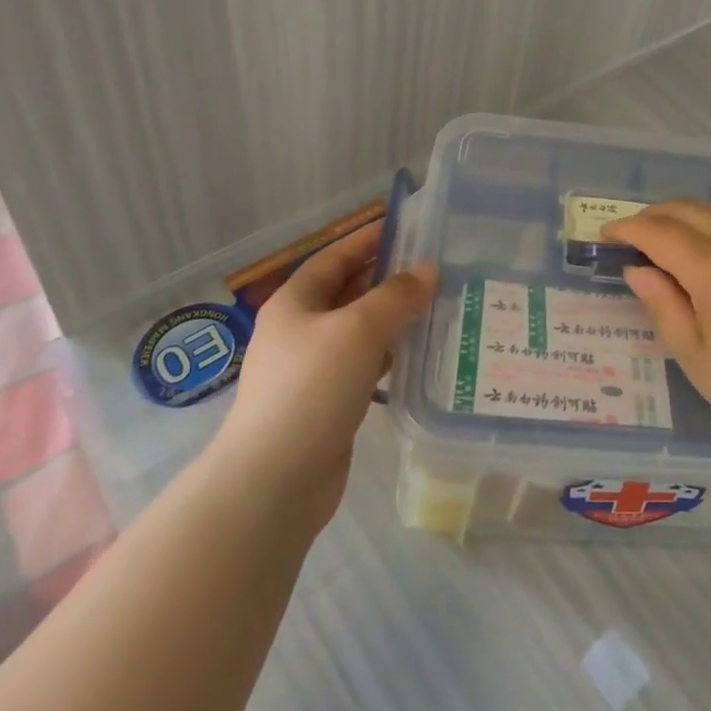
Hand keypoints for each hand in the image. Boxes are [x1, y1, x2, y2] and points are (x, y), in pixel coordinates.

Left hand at [213, 220, 433, 530]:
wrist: (273, 483)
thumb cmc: (311, 388)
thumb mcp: (359, 329)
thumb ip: (397, 296)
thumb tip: (430, 270)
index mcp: (296, 302)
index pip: (336, 257)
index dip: (369, 239)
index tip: (409, 227)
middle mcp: (301, 330)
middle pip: (349, 291)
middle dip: (388, 277)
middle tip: (435, 267)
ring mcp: (313, 369)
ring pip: (360, 329)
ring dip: (393, 317)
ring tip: (438, 304)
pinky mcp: (328, 402)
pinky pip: (364, 364)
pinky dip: (390, 353)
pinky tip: (419, 352)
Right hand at [603, 198, 710, 469]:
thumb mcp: (696, 358)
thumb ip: (662, 306)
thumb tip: (637, 270)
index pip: (659, 232)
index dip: (628, 229)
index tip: (608, 235)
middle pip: (690, 210)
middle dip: (655, 216)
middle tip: (637, 235)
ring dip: (696, 212)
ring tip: (684, 236)